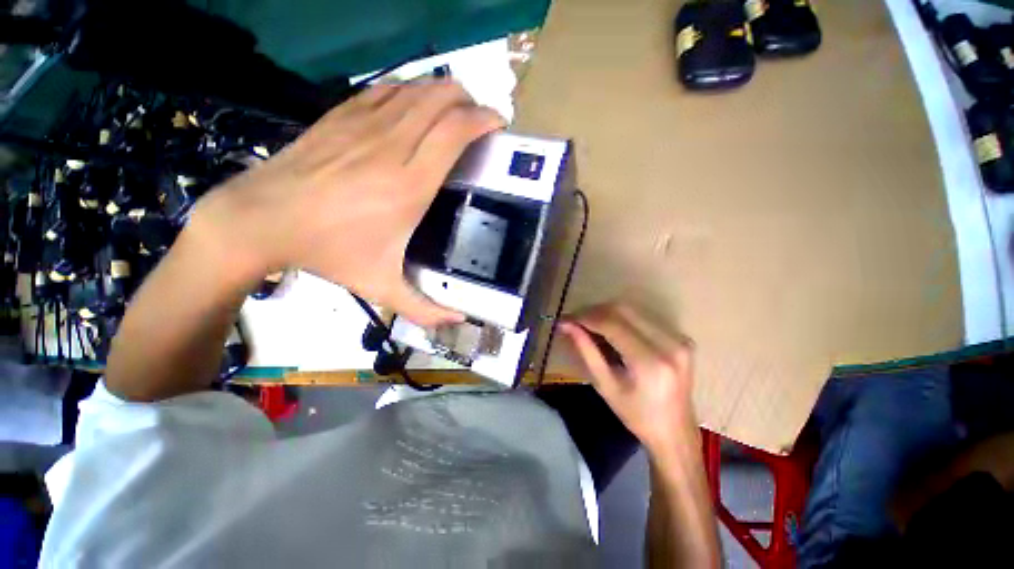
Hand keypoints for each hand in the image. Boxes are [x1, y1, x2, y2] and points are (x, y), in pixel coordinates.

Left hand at [189, 81, 504, 325]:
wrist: (261, 220)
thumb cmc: (328, 253)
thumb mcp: (381, 289)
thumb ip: (425, 309)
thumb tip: (459, 321)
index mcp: (409, 185)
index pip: (454, 131)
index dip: (482, 119)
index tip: (497, 124)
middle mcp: (392, 146)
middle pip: (441, 99)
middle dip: (470, 102)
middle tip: (480, 120)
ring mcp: (364, 124)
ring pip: (417, 89)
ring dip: (444, 93)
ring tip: (456, 109)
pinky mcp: (342, 114)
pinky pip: (388, 89)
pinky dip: (412, 90)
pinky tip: (417, 103)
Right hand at [560, 302, 697, 455]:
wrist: (675, 432)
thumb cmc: (636, 415)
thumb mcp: (605, 385)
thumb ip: (586, 351)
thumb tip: (567, 325)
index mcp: (650, 362)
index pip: (611, 324)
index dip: (585, 317)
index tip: (565, 319)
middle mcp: (669, 344)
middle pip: (622, 310)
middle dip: (593, 312)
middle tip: (574, 321)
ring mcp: (678, 338)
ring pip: (632, 310)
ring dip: (605, 313)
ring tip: (587, 325)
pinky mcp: (681, 337)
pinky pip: (643, 317)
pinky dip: (620, 318)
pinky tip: (608, 329)